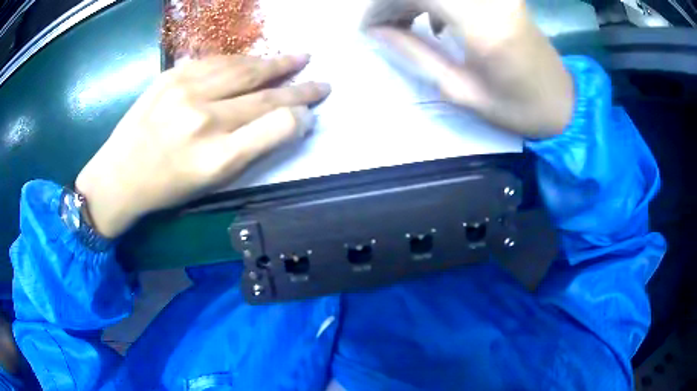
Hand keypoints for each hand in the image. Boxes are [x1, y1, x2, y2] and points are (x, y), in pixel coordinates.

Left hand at [76, 55, 329, 237]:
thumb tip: (286, 121)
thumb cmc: (166, 187)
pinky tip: (256, 60)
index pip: (275, 126)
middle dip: (299, 87)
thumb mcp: (211, 182)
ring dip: (276, 63)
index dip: (299, 116)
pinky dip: (242, 60)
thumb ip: (251, 149)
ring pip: (244, 70)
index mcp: (216, 158)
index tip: (311, 112)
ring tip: (298, 58)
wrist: (118, 175)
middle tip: (321, 82)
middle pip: (264, 95)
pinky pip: (217, 61)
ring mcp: (184, 91)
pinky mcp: (171, 75)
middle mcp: (203, 120)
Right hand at [364, 0, 573, 137]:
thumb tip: (376, 30)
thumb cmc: (517, 108)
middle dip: (392, 0)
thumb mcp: (461, 91)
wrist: (562, 102)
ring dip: (412, 0)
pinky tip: (434, 19)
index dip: (382, 4)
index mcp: (483, 25)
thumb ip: (415, 53)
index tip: (368, 26)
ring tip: (403, 23)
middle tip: (383, 25)